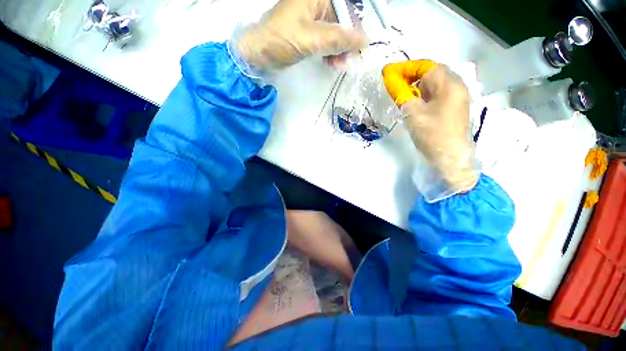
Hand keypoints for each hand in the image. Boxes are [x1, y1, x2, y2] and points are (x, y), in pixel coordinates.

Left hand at [234, 0, 366, 71]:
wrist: (258, 53)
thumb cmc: (280, 40)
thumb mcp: (310, 39)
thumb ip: (337, 39)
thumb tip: (364, 40)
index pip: (346, 8)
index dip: (355, 28)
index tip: (359, 48)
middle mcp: (316, 3)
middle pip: (342, 22)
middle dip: (346, 43)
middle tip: (346, 61)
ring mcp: (312, 19)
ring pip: (335, 33)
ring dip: (339, 51)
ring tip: (337, 65)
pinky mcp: (309, 33)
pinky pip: (327, 41)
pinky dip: (330, 53)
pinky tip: (330, 63)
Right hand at [396, 64, 478, 197]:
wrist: (449, 158)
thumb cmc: (432, 134)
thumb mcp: (412, 112)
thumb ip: (401, 93)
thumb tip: (389, 78)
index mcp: (449, 84)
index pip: (425, 66)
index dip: (406, 68)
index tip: (388, 74)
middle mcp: (456, 86)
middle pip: (431, 74)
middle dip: (411, 78)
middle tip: (394, 87)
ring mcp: (456, 98)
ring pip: (433, 85)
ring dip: (416, 88)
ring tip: (402, 97)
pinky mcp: (453, 109)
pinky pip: (436, 96)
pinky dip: (423, 97)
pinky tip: (414, 105)